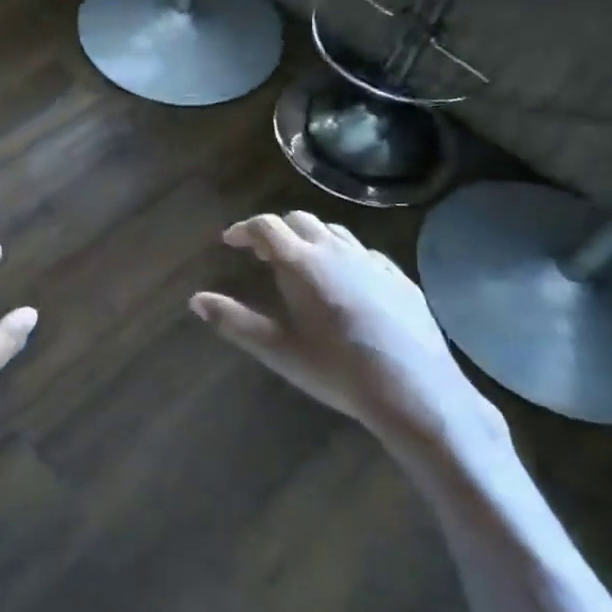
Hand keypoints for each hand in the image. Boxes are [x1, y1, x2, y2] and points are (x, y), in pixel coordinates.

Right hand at [190, 212, 506, 454]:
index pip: (266, 226)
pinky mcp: (400, 279)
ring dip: (311, 237)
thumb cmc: (337, 370)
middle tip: (262, 252)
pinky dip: (344, 254)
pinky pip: (365, 252)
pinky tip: (346, 280)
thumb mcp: (277, 350)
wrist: (415, 392)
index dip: (244, 229)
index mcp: (301, 263)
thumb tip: (195, 300)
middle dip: (276, 229)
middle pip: (300, 220)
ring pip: (334, 231)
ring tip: (301, 261)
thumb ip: (233, 321)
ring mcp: (372, 262)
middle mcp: (336, 251)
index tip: (230, 241)